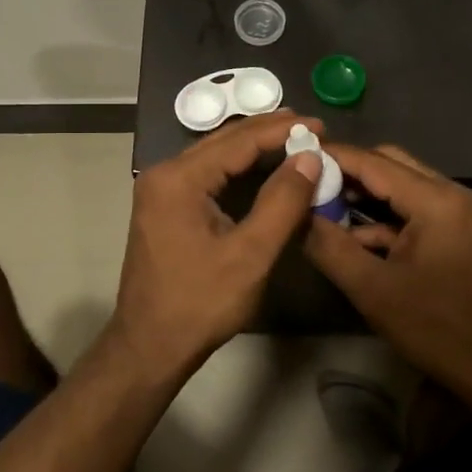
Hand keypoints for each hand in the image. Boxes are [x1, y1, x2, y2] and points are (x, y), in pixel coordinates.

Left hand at [112, 111, 322, 374]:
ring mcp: (160, 190)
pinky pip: (205, 173)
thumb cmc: (200, 303)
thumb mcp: (251, 254)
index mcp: (179, 179)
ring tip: (293, 139)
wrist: (150, 346)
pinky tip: (261, 167)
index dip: (281, 131)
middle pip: (223, 141)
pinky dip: (236, 167)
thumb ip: (282, 202)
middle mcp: (164, 174)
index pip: (238, 141)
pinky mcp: (164, 206)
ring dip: (252, 147)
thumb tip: (310, 157)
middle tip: (311, 127)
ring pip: (213, 155)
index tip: (320, 125)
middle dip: (267, 132)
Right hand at [303, 143, 471, 408]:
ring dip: (365, 194)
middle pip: (390, 164)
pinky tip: (354, 237)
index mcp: (434, 200)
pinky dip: (384, 217)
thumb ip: (331, 247)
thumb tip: (297, 216)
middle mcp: (450, 193)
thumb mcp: (373, 289)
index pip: (373, 162)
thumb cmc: (437, 327)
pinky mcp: (458, 230)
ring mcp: (458, 211)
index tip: (295, 156)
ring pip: (402, 185)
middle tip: (308, 183)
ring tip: (322, 207)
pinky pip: (414, 208)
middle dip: (348, 172)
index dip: (333, 157)